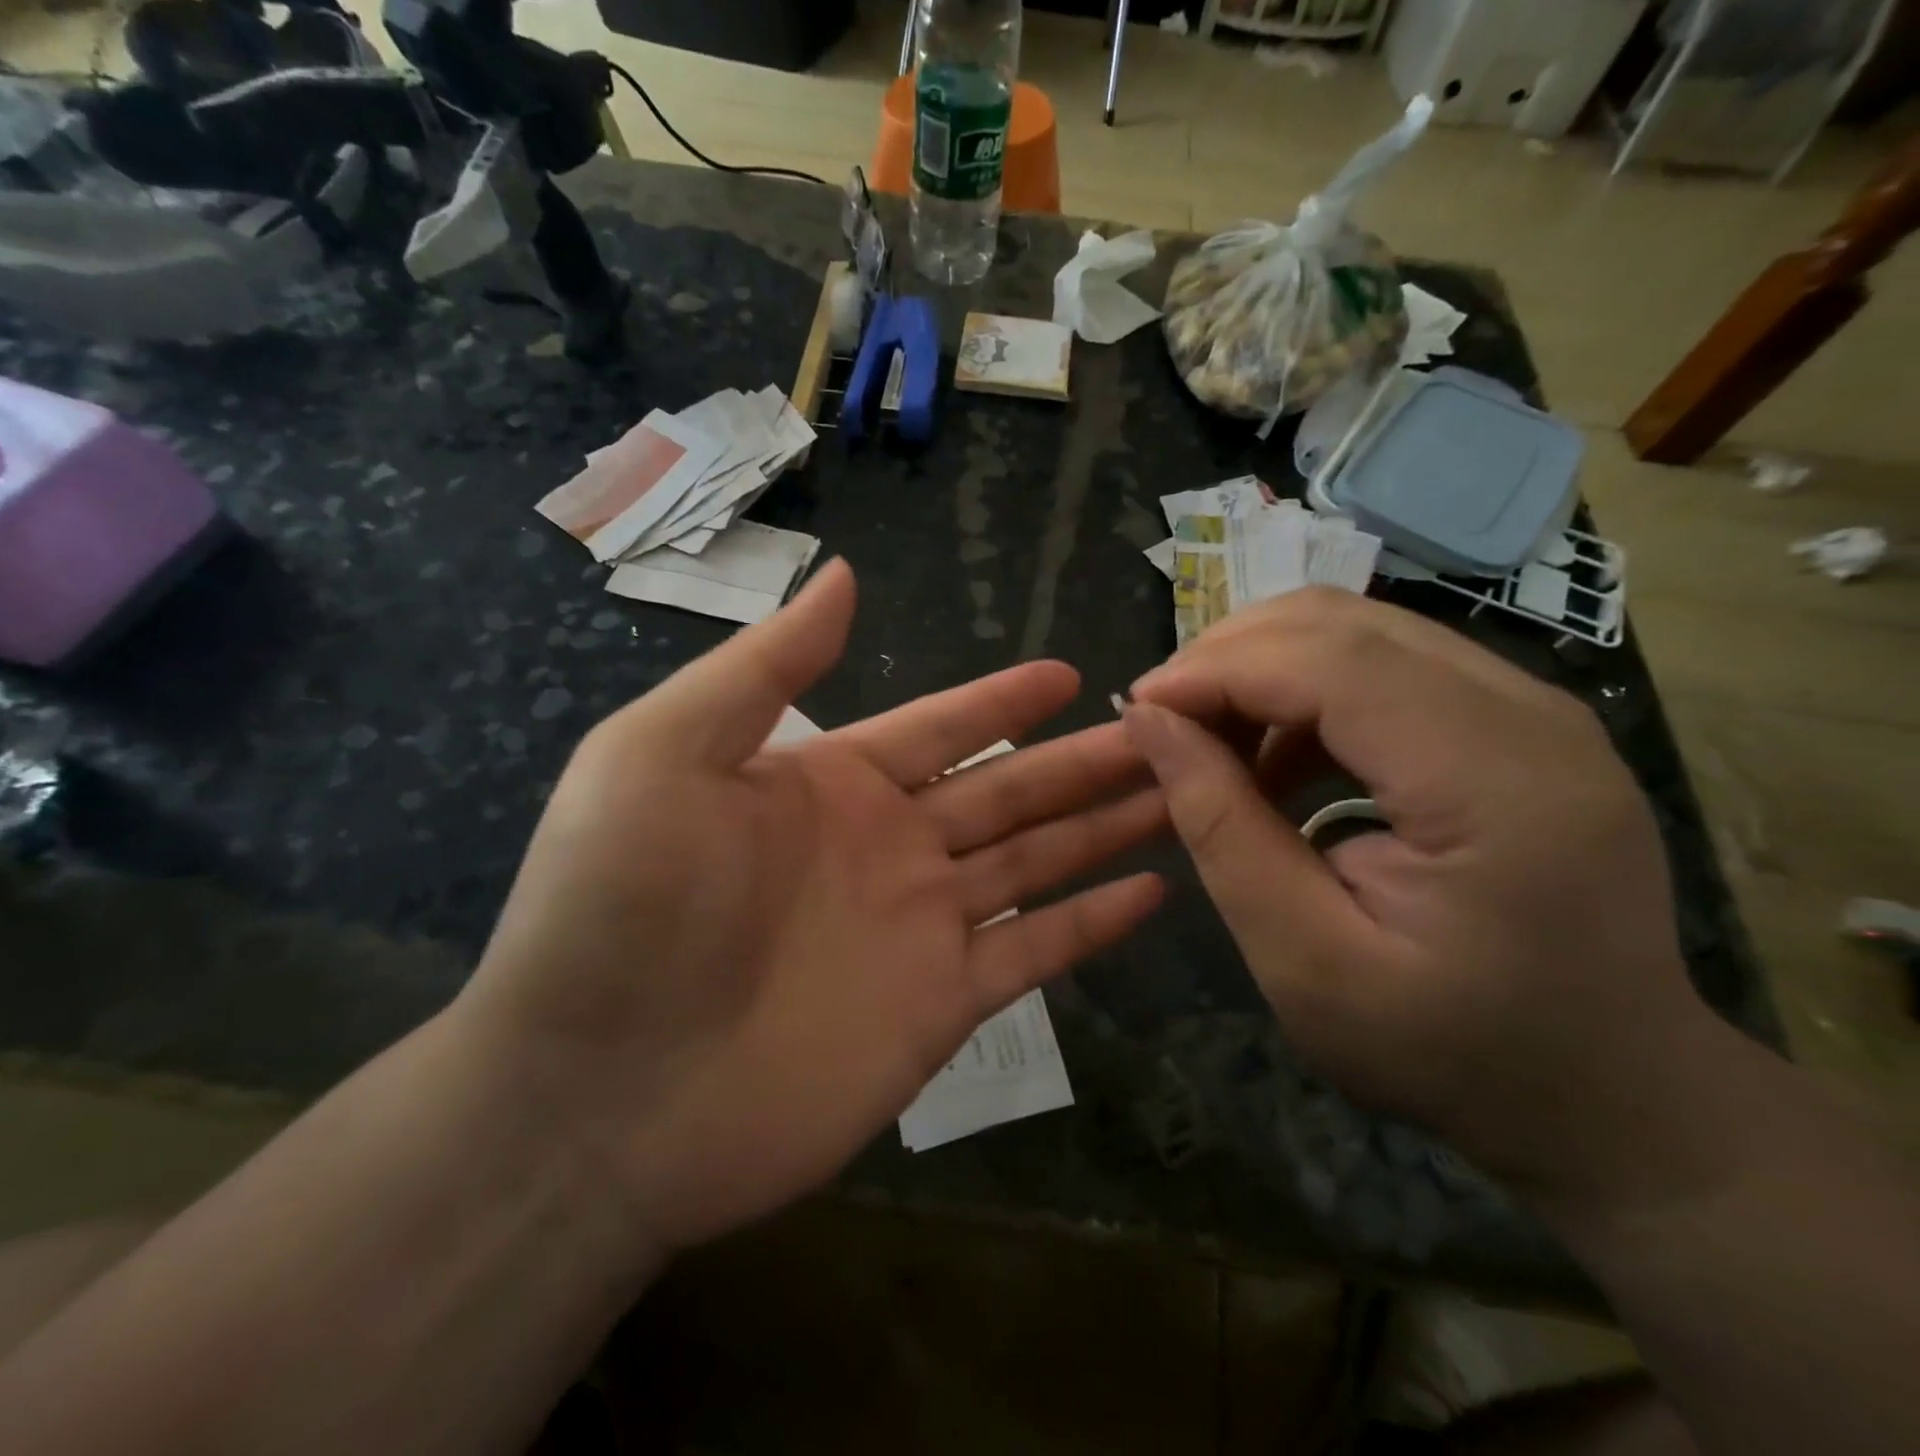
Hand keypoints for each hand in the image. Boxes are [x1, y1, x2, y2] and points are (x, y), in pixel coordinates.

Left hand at [455, 561, 1164, 1262]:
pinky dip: (1091, 925)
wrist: (593, 1095)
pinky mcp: (940, 1008)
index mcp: (831, 783)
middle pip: (1009, 791)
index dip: (1003, 701)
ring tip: (1176, 794)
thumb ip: (765, 666)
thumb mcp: (666, 751)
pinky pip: (1035, 954)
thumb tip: (841, 577)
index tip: (1067, 673)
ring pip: (1036, 863)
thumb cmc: (619, 904)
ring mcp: (919, 929)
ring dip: (1103, 828)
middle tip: (1160, 729)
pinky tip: (1151, 893)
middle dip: (1081, 760)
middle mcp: (886, 848)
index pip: (941, 726)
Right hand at [1124, 588, 1731, 1210]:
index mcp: (1495, 782)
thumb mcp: (1304, 958)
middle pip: (1342, 624)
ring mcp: (1531, 707)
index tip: (1137, 710)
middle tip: (1163, 724)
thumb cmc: (1450, 1049)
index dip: (1216, 669)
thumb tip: (1149, 723)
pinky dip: (1304, 692)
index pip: (1331, 662)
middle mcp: (1529, 714)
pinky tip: (1274, 760)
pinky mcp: (1513, 721)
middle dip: (1228, 657)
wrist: (1609, 1093)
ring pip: (1358, 629)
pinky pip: (1383, 665)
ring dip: (1262, 671)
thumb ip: (1222, 829)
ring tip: (1208, 743)